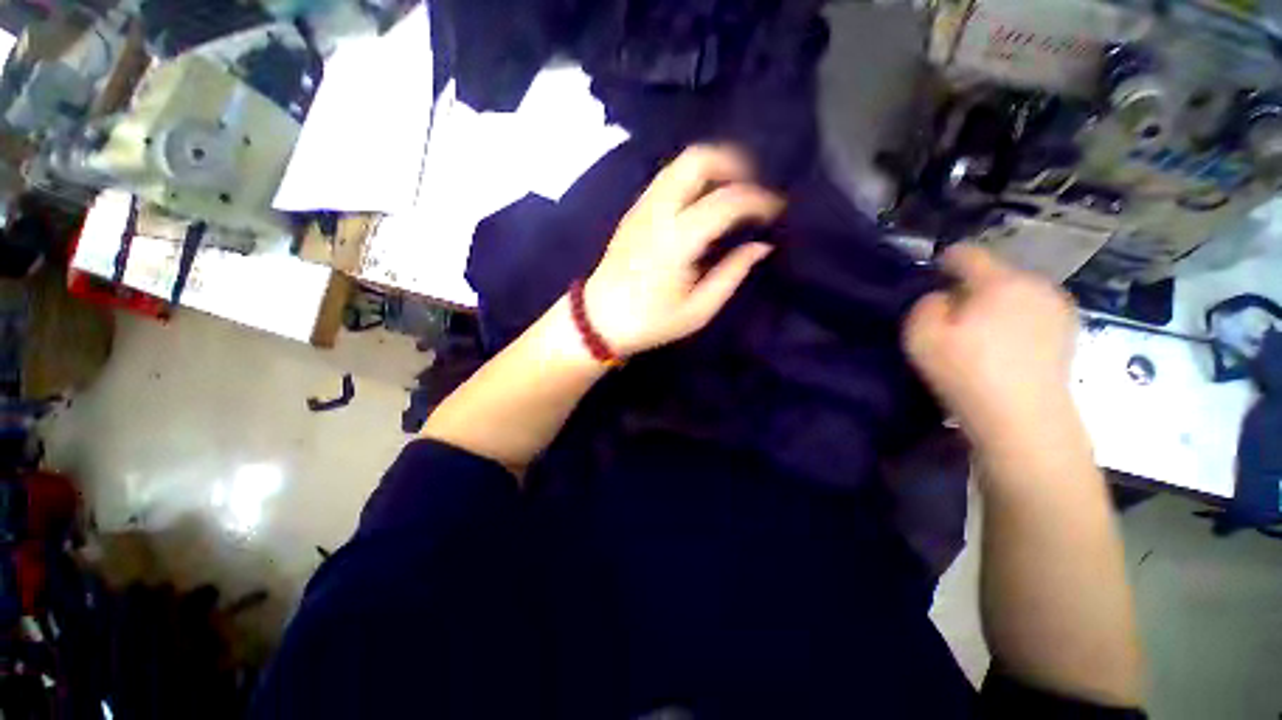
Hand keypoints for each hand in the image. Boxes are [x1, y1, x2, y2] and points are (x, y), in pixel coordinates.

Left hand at [584, 145, 784, 355]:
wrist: (599, 319)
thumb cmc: (650, 321)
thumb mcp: (698, 310)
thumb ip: (732, 274)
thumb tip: (761, 246)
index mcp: (677, 241)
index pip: (727, 201)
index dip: (759, 200)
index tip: (776, 210)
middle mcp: (658, 212)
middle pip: (698, 159)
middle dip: (734, 163)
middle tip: (753, 188)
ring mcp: (642, 207)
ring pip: (680, 163)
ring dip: (713, 167)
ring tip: (732, 191)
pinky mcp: (633, 210)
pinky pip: (668, 178)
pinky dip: (693, 178)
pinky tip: (703, 201)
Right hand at [903, 244, 1078, 442]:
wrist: (1024, 419)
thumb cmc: (967, 372)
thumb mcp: (921, 336)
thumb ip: (924, 305)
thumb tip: (941, 297)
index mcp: (1000, 282)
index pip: (968, 254)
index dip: (946, 260)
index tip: (933, 272)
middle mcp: (1036, 285)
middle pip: (996, 273)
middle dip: (973, 286)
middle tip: (953, 311)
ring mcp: (1058, 309)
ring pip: (1017, 293)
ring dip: (997, 303)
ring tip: (980, 330)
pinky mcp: (1069, 333)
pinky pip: (1034, 313)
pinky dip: (1017, 320)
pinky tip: (1006, 346)